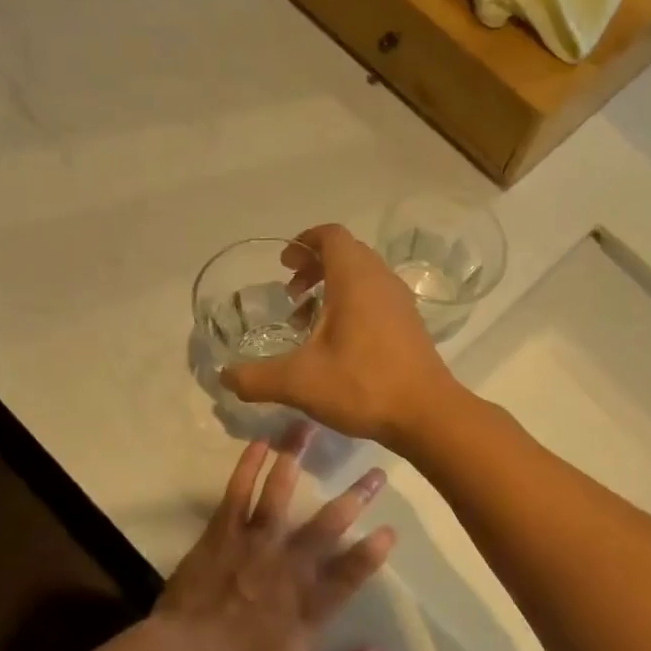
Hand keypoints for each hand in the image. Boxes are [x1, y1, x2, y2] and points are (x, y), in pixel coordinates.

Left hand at [156, 424, 395, 650]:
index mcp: (308, 603)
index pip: (349, 574)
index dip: (372, 553)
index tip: (392, 529)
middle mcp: (286, 565)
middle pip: (326, 527)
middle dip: (354, 499)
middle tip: (377, 472)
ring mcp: (253, 545)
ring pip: (280, 496)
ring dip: (298, 462)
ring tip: (311, 429)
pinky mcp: (221, 534)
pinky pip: (237, 495)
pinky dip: (248, 467)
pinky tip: (260, 443)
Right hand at [219, 224, 461, 448]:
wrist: (427, 414)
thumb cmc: (363, 385)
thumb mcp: (299, 382)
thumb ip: (256, 378)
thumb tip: (224, 378)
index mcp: (355, 279)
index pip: (330, 235)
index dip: (304, 242)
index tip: (284, 264)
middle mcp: (381, 281)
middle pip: (346, 253)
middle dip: (314, 267)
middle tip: (291, 294)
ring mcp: (400, 303)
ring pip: (363, 278)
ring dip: (333, 289)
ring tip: (308, 323)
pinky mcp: (410, 325)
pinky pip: (376, 299)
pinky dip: (353, 306)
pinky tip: (338, 346)